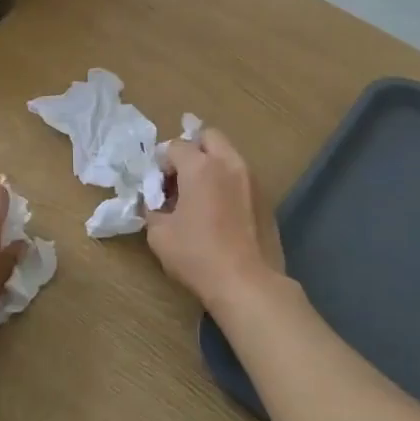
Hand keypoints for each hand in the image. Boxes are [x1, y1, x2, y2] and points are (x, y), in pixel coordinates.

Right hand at [146, 128, 284, 306]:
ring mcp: (252, 179)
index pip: (175, 146)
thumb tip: (156, 202)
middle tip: (182, 178)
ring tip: (202, 196)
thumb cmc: (197, 256)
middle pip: (209, 137)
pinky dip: (229, 184)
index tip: (158, 186)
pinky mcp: (266, 198)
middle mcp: (229, 163)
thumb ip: (153, 209)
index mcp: (200, 167)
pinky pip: (242, 178)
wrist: (247, 283)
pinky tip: (221, 213)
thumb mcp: (159, 235)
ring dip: (212, 166)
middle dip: (192, 150)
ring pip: (229, 156)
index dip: (162, 163)